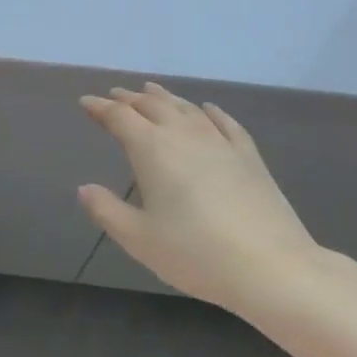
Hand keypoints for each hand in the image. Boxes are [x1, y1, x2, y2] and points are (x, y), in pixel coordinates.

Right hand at [78, 83, 337, 321]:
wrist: (271, 266)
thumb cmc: (196, 253)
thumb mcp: (139, 239)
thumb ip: (107, 211)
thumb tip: (84, 188)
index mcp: (151, 149)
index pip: (119, 117)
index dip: (100, 108)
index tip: (86, 102)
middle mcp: (183, 134)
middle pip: (152, 105)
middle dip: (130, 98)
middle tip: (115, 95)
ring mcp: (219, 142)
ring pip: (186, 108)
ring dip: (164, 97)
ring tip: (151, 91)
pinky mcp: (248, 155)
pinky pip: (225, 123)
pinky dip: (210, 111)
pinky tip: (208, 109)